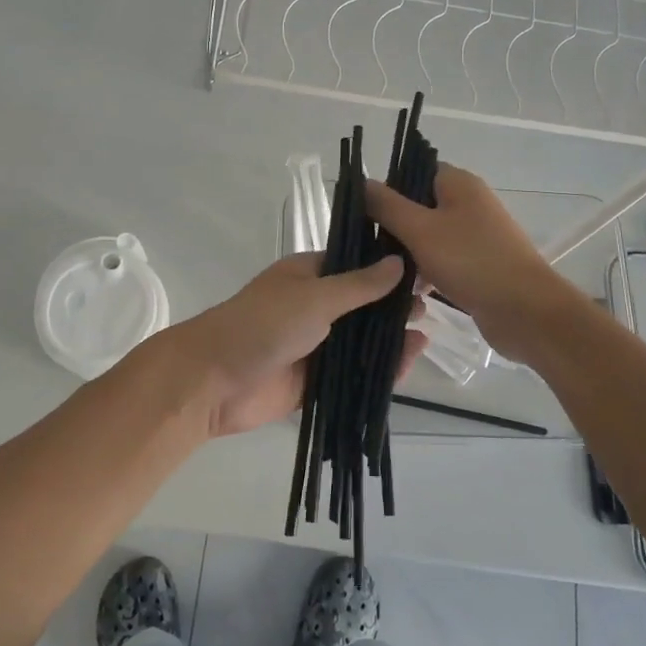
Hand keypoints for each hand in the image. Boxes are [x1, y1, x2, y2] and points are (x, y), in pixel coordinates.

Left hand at [179, 253, 428, 438]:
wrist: (213, 382)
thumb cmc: (263, 325)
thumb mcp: (315, 297)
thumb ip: (359, 285)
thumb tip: (399, 263)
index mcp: (310, 275)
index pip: (357, 264)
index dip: (389, 266)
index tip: (426, 268)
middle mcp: (315, 306)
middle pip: (363, 303)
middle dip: (394, 304)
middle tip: (433, 303)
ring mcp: (316, 344)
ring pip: (361, 339)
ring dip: (390, 337)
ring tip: (425, 333)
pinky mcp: (316, 380)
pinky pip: (354, 373)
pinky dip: (379, 370)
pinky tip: (407, 364)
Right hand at [366, 164, 580, 366]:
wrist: (525, 311)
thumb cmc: (471, 261)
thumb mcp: (420, 229)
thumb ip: (387, 205)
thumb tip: (361, 182)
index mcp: (459, 184)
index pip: (414, 171)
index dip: (388, 188)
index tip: (363, 213)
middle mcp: (469, 203)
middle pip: (420, 205)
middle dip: (394, 225)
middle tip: (366, 246)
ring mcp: (476, 236)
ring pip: (429, 236)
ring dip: (408, 253)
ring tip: (382, 273)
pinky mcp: (479, 265)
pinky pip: (443, 260)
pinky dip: (426, 272)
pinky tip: (407, 292)